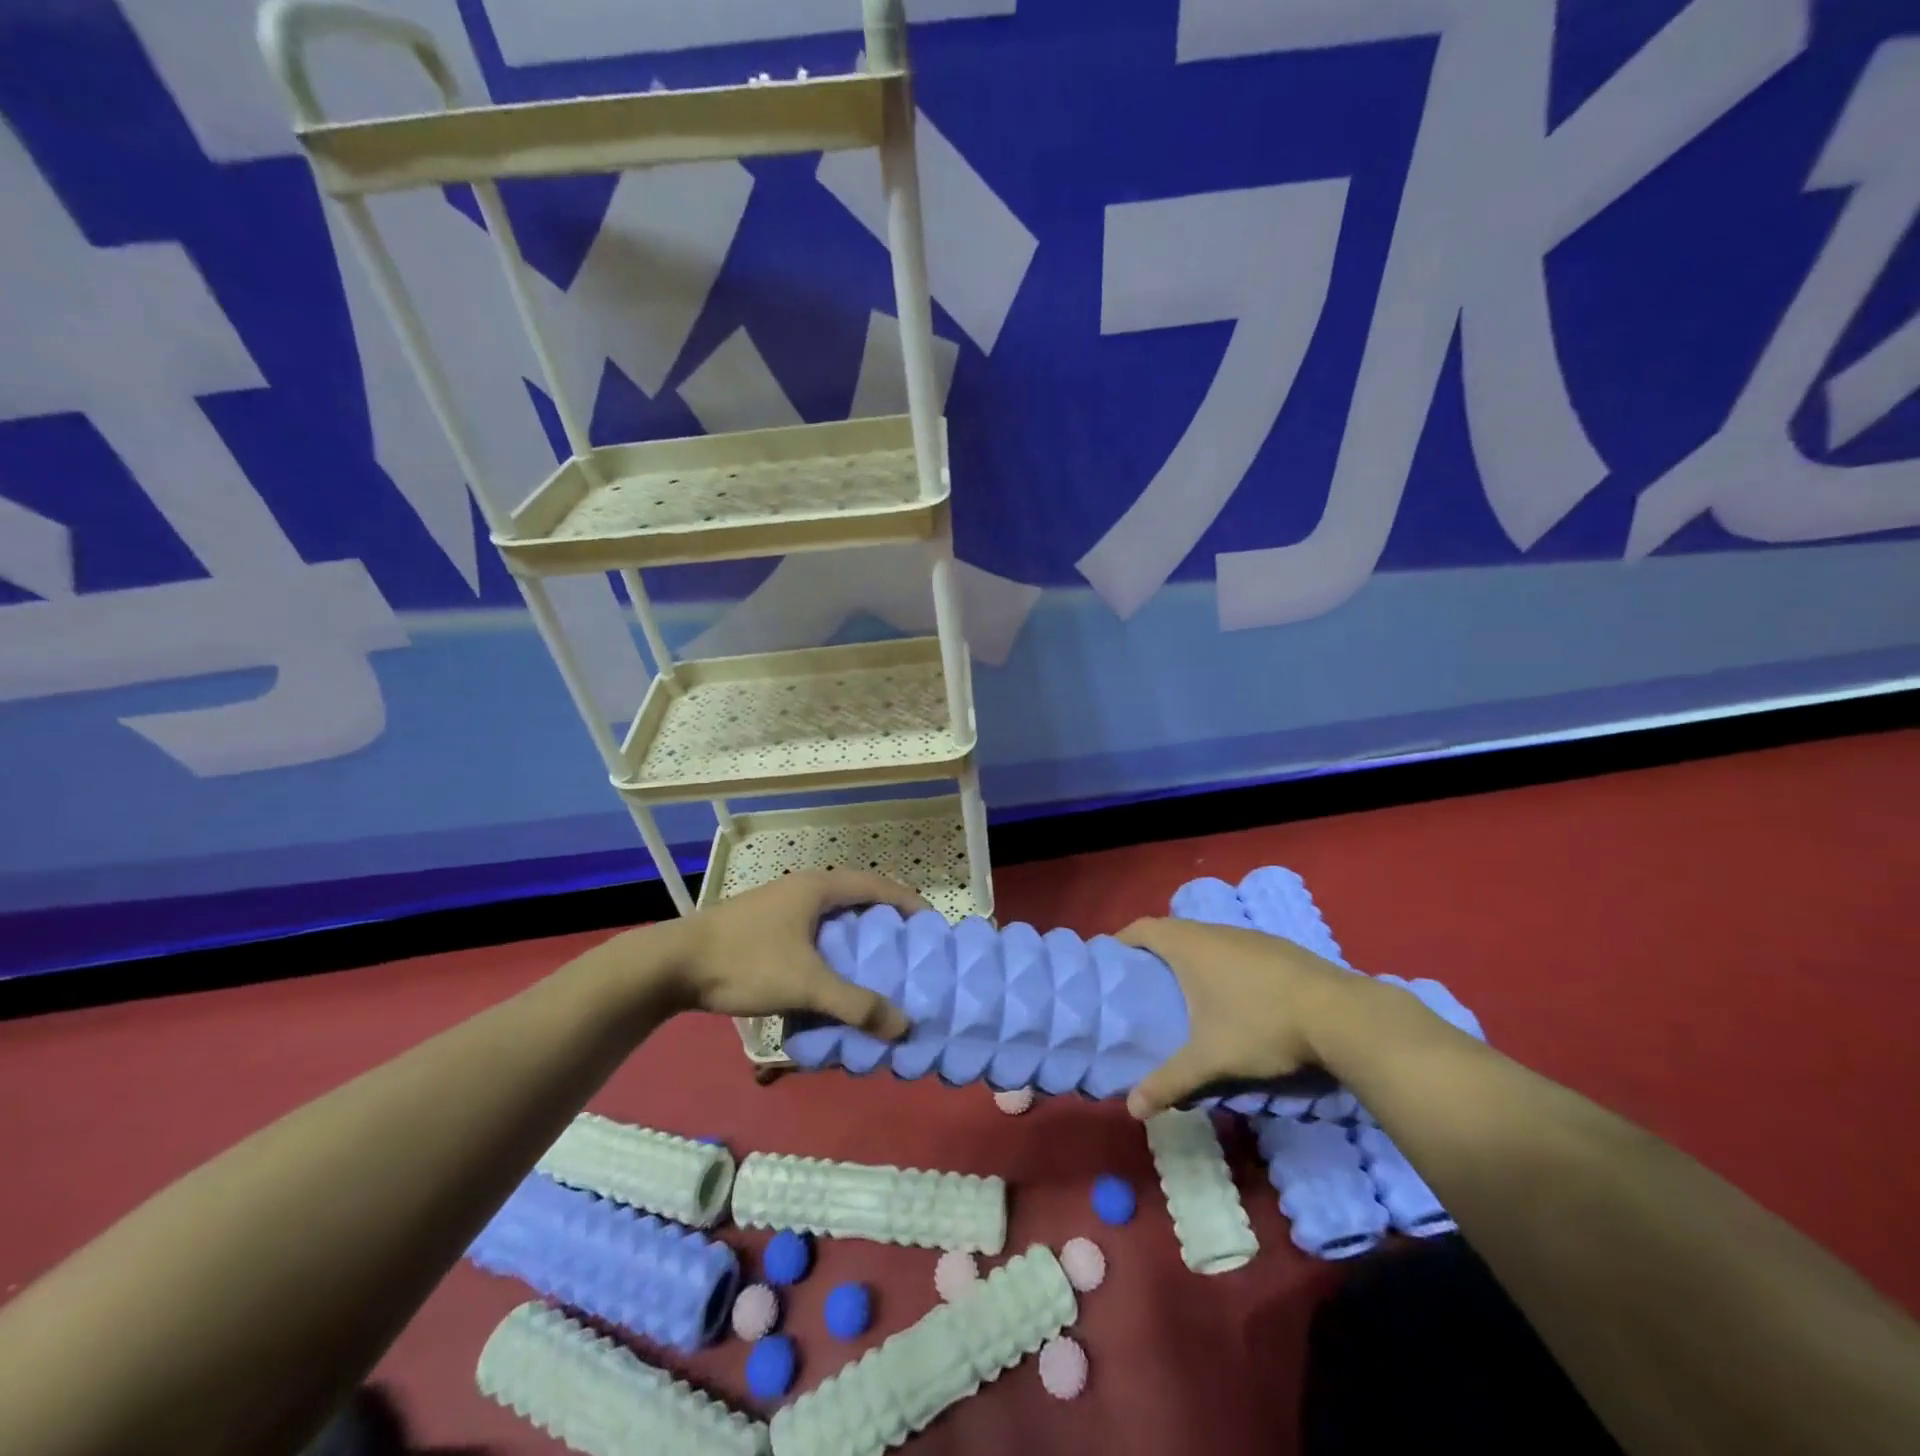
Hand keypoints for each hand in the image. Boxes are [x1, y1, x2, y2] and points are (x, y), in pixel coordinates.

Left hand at [658, 870, 925, 1033]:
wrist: (672, 966)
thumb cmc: (746, 961)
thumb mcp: (805, 984)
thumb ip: (855, 1004)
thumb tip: (904, 1026)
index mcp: (818, 887)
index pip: (876, 886)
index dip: (907, 902)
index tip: (930, 925)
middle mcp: (802, 888)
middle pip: (857, 898)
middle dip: (884, 921)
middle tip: (908, 949)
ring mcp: (781, 905)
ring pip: (832, 916)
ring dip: (856, 936)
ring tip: (876, 965)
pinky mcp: (764, 925)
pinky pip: (812, 931)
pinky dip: (831, 948)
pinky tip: (831, 976)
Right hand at [1115, 917, 1356, 1118]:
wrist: (1341, 1015)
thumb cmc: (1261, 1025)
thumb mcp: (1211, 1059)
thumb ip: (1169, 1081)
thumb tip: (1132, 1110)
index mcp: (1190, 945)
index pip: (1143, 928)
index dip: (1122, 940)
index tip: (1109, 961)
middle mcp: (1216, 931)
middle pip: (1173, 932)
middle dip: (1154, 953)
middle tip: (1143, 984)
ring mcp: (1250, 937)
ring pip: (1207, 940)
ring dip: (1191, 959)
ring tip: (1184, 992)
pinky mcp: (1278, 949)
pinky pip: (1234, 949)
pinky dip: (1220, 964)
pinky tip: (1232, 996)